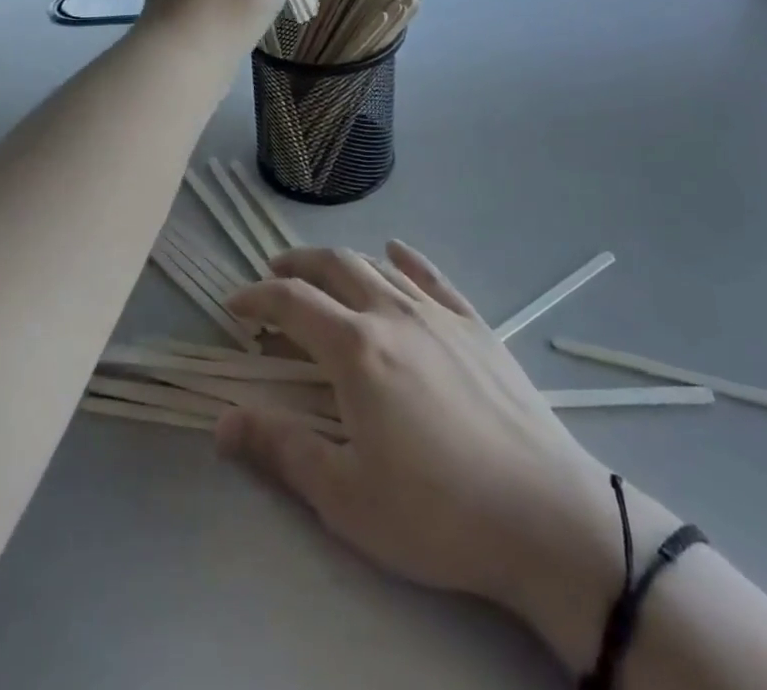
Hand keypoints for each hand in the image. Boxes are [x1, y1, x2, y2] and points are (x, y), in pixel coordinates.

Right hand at [218, 243, 678, 673]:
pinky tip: (396, 252)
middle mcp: (392, 313)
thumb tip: (223, 422)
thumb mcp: (345, 495)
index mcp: (355, 348)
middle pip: (334, 267)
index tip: (233, 305)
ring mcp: (439, 314)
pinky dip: (406, 259)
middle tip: (273, 275)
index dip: (256, 297)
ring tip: (323, 273)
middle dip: (296, 265)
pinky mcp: (476, 325)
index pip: (292, 302)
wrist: (544, 514)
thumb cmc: (436, 512)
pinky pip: (432, 276)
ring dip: (342, 262)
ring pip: (378, 266)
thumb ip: (280, 450)